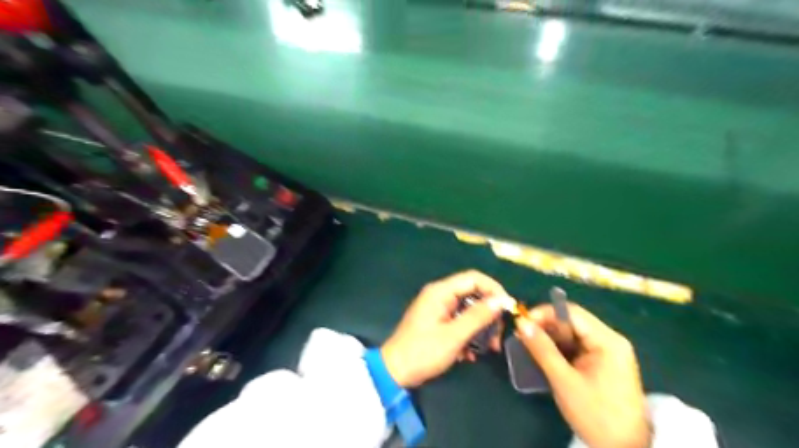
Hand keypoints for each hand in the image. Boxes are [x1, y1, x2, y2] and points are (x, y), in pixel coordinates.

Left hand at [381, 270, 511, 387]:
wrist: (395, 371)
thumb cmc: (423, 352)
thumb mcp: (454, 336)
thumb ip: (478, 316)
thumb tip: (502, 300)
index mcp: (441, 291)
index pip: (474, 278)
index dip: (494, 290)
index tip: (508, 309)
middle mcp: (440, 295)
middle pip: (473, 294)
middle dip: (489, 313)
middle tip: (498, 335)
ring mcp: (438, 308)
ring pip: (469, 309)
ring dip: (481, 328)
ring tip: (489, 348)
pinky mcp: (438, 321)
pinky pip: (460, 321)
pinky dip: (469, 334)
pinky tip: (470, 354)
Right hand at [515, 302, 651, 445]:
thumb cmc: (596, 415)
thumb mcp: (564, 381)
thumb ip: (542, 349)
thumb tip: (521, 323)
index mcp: (607, 341)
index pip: (571, 313)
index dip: (544, 313)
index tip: (522, 322)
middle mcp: (610, 340)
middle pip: (571, 322)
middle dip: (545, 326)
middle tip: (522, 335)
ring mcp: (607, 351)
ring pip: (571, 334)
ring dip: (550, 338)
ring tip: (528, 345)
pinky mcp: (602, 363)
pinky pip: (576, 346)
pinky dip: (558, 349)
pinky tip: (543, 356)